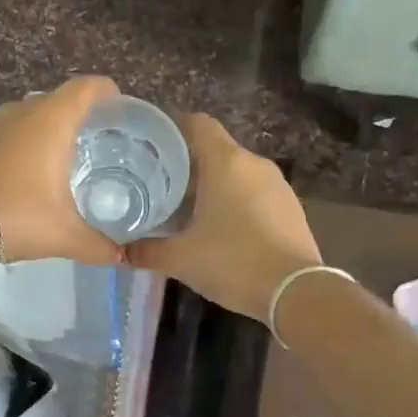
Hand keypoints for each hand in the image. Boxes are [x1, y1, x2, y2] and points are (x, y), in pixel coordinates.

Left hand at [0, 76, 123, 265]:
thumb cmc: (16, 217)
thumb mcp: (64, 236)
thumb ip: (97, 245)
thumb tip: (120, 257)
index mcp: (51, 122)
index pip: (85, 88)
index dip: (105, 90)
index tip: (117, 102)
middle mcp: (20, 113)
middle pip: (56, 99)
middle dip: (76, 113)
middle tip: (94, 137)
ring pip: (26, 115)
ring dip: (44, 128)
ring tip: (59, 155)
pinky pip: (4, 133)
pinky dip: (18, 143)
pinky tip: (22, 171)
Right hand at [126, 114, 321, 319]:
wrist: (296, 292)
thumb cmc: (233, 262)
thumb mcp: (181, 259)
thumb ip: (147, 251)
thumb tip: (121, 250)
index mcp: (226, 162)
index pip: (197, 124)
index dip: (172, 129)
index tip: (150, 148)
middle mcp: (254, 164)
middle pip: (215, 150)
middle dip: (187, 165)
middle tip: (158, 186)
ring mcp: (277, 185)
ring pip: (236, 173)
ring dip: (212, 185)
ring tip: (186, 210)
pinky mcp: (290, 207)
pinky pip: (254, 193)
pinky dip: (234, 201)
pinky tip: (220, 228)